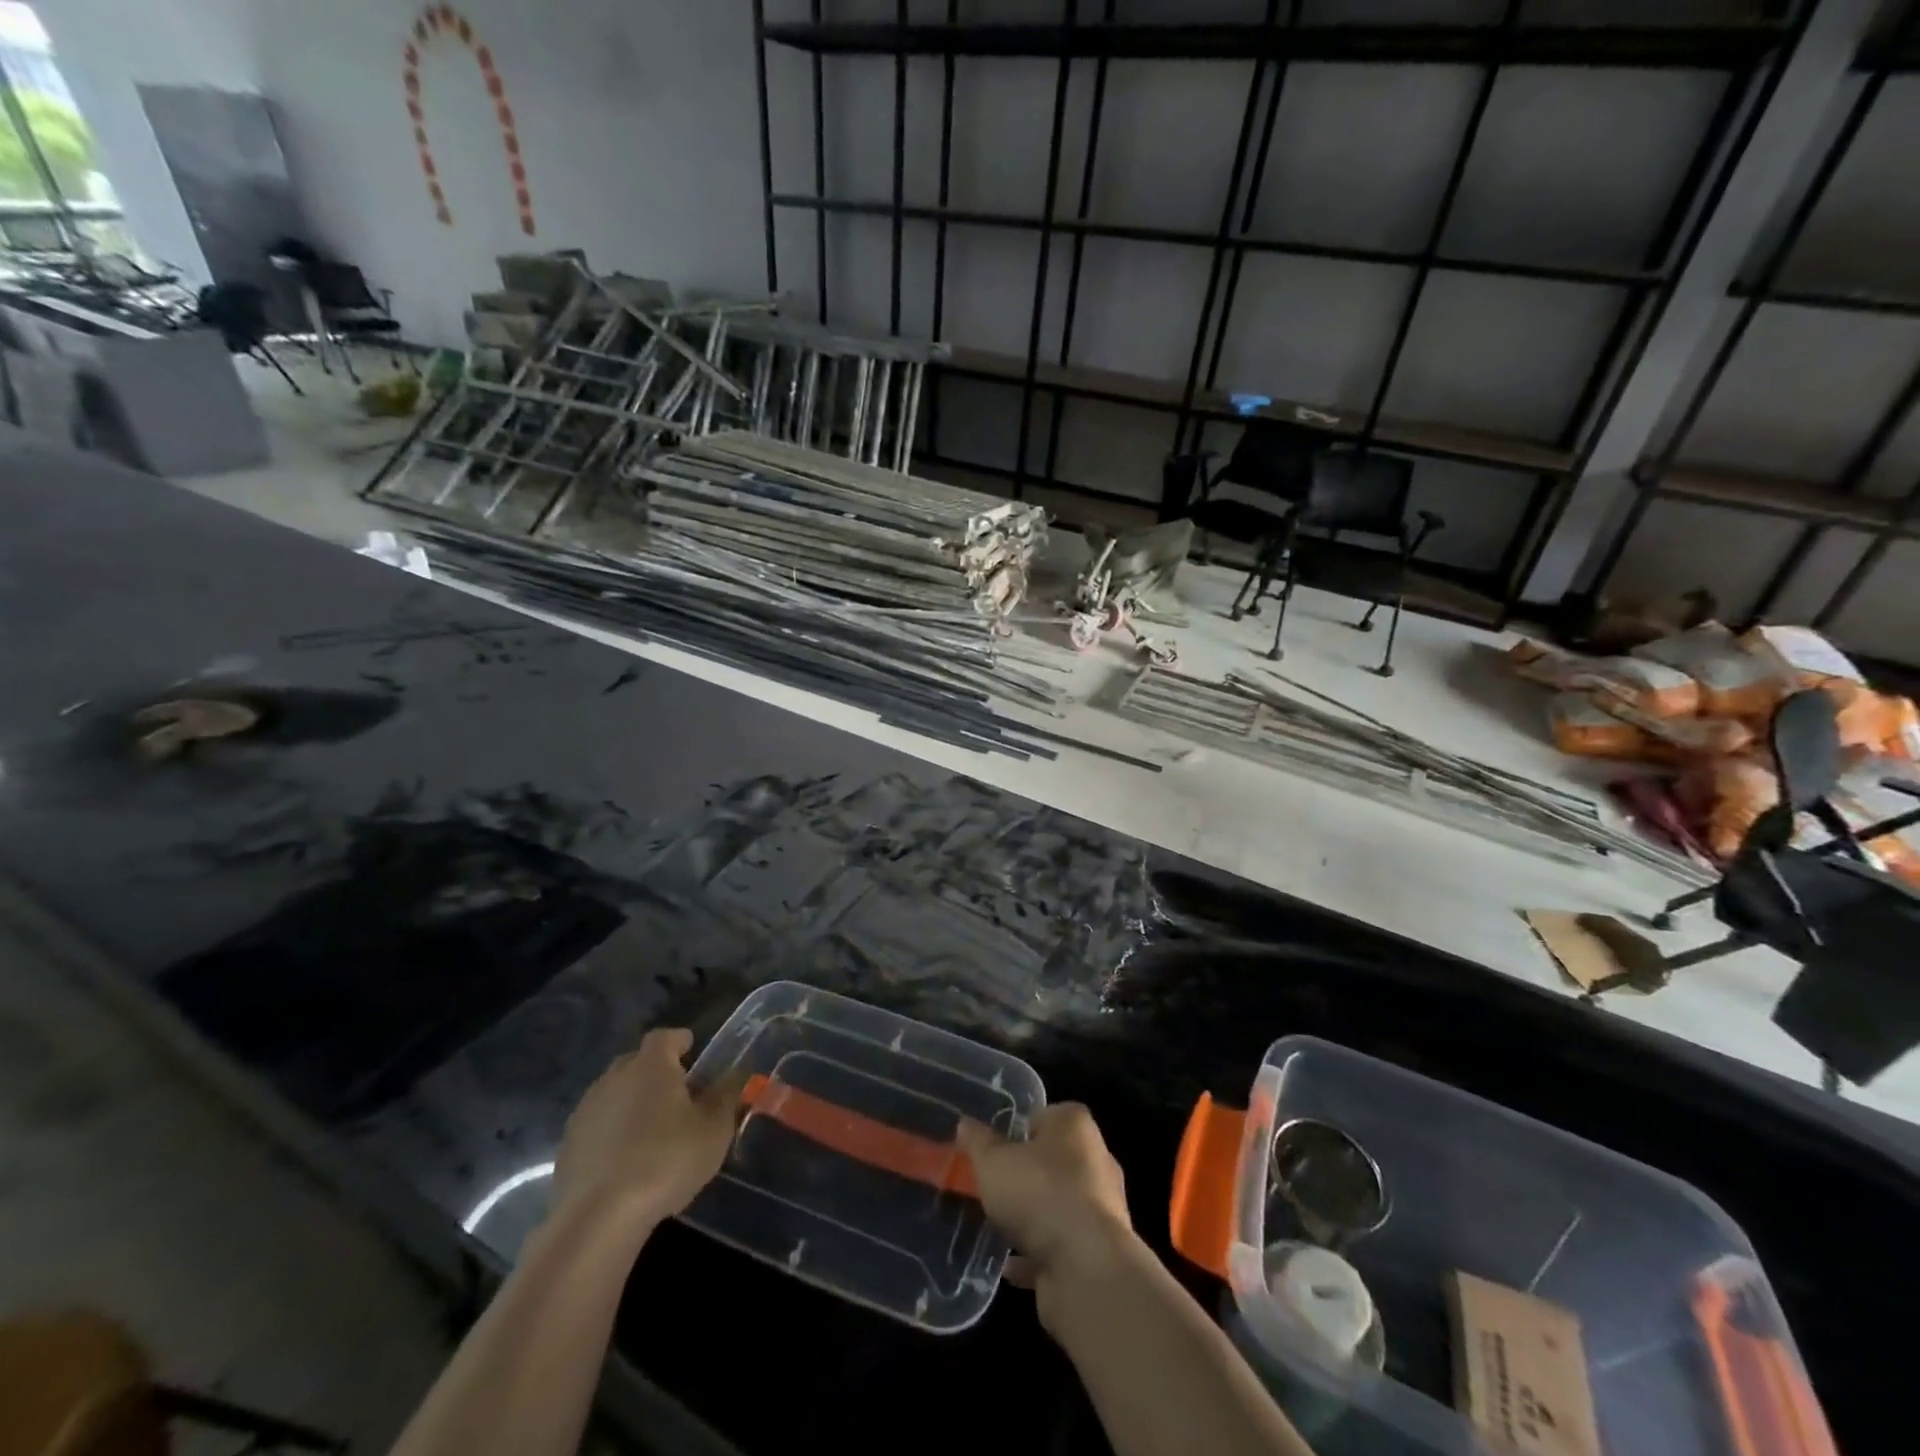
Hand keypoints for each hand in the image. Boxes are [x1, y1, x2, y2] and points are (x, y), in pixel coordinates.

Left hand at [552, 1028, 742, 1233]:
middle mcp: (614, 1079)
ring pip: (613, 1093)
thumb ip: (725, 1097)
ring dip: (630, 1101)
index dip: (678, 1040)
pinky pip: (596, 1125)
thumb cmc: (666, 1160)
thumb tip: (734, 1075)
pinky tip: (625, 1157)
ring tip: (650, 1127)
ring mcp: (586, 1112)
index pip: (664, 1037)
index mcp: (651, 1066)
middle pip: (635, 1062)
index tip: (691, 1048)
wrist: (598, 1217)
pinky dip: (611, 1131)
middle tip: (675, 1090)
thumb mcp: (714, 1130)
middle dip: (654, 1070)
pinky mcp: (567, 1146)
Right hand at [957, 1103, 1135, 1303]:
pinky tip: (1010, 1266)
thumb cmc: (1040, 1193)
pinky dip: (1038, 1253)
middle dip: (1026, 1175)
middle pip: (1053, 1161)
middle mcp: (1095, 1159)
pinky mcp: (1099, 1250)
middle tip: (994, 1186)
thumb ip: (979, 1143)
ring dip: (1033, 1216)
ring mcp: (1102, 1208)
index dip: (1017, 1131)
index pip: (1044, 1117)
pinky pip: (1061, 1245)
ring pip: (1058, 1204)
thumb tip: (965, 1124)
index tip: (994, 1149)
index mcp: (1075, 1126)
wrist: (1087, 1269)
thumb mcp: (994, 1162)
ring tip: (999, 1225)